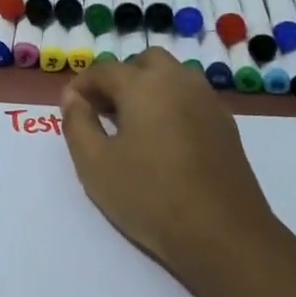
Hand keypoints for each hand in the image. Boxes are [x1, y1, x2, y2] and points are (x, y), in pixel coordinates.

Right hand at [61, 50, 280, 285]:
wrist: (224, 234)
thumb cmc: (151, 196)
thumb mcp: (95, 164)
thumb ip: (77, 124)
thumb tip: (74, 98)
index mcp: (143, 84)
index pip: (104, 70)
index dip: (81, 85)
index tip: (69, 107)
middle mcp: (178, 81)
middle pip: (144, 63)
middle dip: (121, 78)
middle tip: (104, 111)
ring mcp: (207, 101)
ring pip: (173, 78)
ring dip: (149, 89)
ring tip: (133, 127)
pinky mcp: (226, 124)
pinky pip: (191, 100)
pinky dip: (172, 107)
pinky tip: (164, 142)